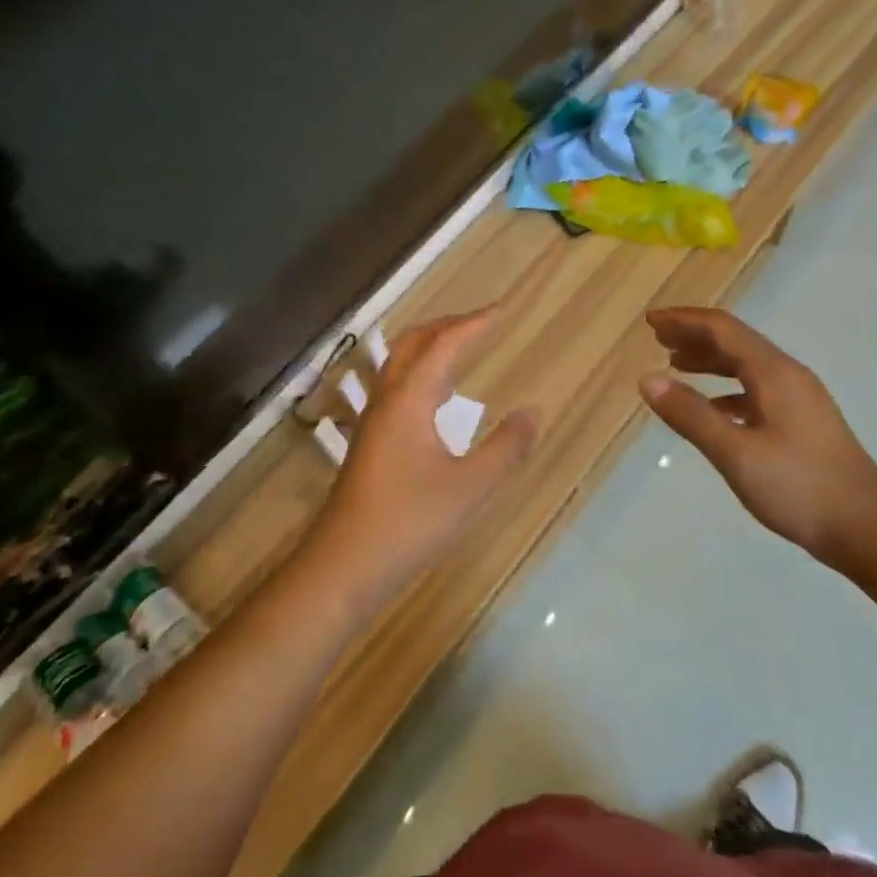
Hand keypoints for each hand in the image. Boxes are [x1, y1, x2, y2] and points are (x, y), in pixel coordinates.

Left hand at [299, 309, 538, 614]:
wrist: (343, 565)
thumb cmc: (409, 522)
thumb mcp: (470, 488)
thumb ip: (505, 448)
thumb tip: (533, 412)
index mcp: (409, 400)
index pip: (442, 346)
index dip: (471, 324)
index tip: (498, 311)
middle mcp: (386, 401)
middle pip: (411, 344)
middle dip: (445, 326)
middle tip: (478, 323)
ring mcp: (372, 422)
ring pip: (397, 366)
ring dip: (427, 349)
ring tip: (459, 353)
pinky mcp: (368, 444)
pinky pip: (394, 390)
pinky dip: (418, 377)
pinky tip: (435, 404)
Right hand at [638, 307, 876, 568]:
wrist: (869, 528)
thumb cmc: (799, 487)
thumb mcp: (736, 453)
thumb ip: (690, 415)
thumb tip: (647, 379)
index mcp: (773, 372)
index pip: (722, 329)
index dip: (684, 320)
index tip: (650, 321)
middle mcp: (787, 375)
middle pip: (735, 341)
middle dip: (694, 335)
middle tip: (657, 338)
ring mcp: (799, 398)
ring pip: (746, 365)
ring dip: (710, 360)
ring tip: (676, 364)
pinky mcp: (802, 422)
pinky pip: (756, 390)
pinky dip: (726, 389)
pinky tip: (711, 408)